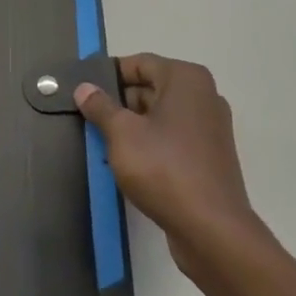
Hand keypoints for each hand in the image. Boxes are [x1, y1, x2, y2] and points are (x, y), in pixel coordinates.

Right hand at [74, 53, 264, 277]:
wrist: (212, 231)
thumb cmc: (164, 168)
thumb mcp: (122, 133)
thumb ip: (100, 106)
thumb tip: (84, 88)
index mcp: (186, 79)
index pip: (139, 63)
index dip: (108, 74)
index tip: (82, 88)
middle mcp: (203, 97)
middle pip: (151, 88)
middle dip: (118, 102)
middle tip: (87, 117)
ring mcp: (209, 129)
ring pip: (160, 116)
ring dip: (132, 126)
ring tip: (101, 141)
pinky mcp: (209, 158)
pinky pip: (172, 139)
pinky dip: (149, 144)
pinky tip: (126, 162)